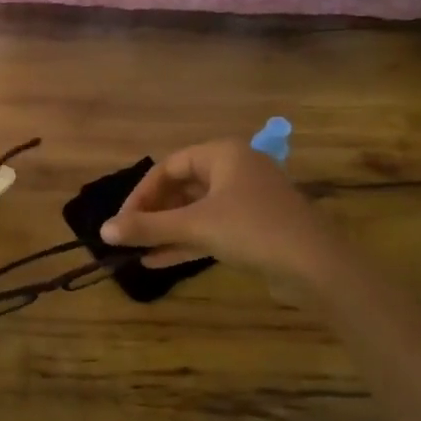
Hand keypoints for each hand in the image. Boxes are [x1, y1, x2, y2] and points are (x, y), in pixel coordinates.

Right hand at [100, 138, 333, 276]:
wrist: (317, 266)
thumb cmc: (253, 230)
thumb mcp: (195, 226)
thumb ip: (148, 226)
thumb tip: (103, 230)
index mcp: (223, 154)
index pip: (169, 166)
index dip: (141, 193)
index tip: (123, 221)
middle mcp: (235, 169)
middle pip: (182, 187)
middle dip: (153, 213)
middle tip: (130, 235)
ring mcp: (247, 200)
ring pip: (195, 211)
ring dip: (167, 230)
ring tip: (137, 249)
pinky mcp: (254, 227)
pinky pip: (211, 228)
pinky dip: (186, 242)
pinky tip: (157, 261)